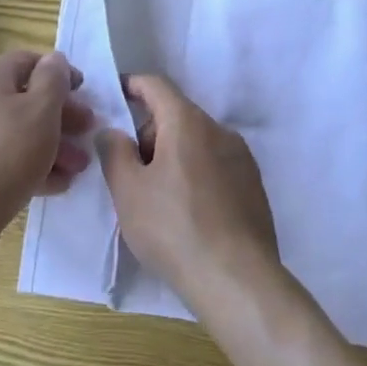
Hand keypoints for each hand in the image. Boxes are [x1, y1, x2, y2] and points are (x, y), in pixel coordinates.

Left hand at [0, 51, 92, 268]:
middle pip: (23, 99)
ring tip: (77, 168)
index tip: (84, 93)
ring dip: (50, 145)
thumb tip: (55, 60)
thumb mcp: (41, 110)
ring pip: (16, 132)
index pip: (28, 61)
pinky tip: (55, 184)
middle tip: (87, 133)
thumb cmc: (6, 153)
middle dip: (60, 117)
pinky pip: (2, 158)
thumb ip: (53, 79)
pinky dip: (29, 165)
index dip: (60, 72)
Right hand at [98, 74, 281, 311]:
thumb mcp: (128, 191)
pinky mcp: (253, 186)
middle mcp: (219, 130)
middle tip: (129, 170)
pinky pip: (216, 166)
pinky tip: (186, 213)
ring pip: (197, 142)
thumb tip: (113, 130)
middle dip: (149, 133)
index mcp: (187, 122)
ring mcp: (242, 158)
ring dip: (173, 156)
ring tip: (156, 198)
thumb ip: (114, 151)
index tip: (115, 95)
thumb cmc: (173, 228)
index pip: (156, 85)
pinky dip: (195, 174)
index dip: (132, 85)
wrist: (237, 280)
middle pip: (177, 115)